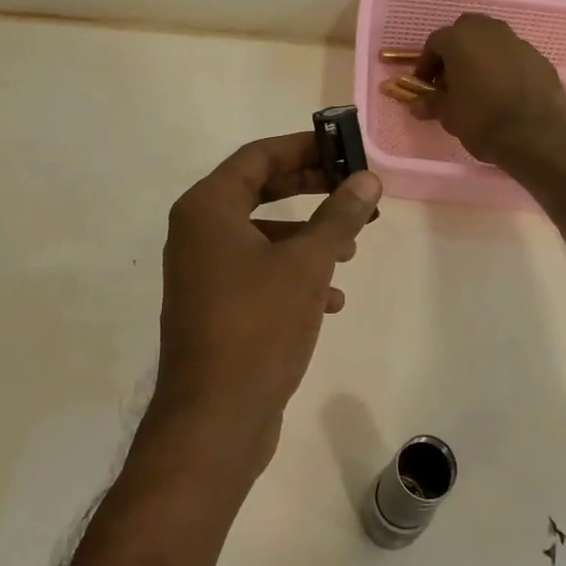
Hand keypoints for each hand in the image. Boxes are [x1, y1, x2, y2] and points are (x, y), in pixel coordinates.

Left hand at [154, 134, 381, 470]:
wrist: (214, 419)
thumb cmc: (258, 326)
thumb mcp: (308, 264)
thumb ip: (338, 215)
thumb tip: (368, 178)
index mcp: (208, 208)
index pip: (259, 156)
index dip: (304, 147)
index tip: (345, 149)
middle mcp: (198, 232)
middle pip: (261, 190)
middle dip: (312, 189)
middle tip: (355, 190)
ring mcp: (203, 271)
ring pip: (263, 234)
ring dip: (308, 235)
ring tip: (351, 247)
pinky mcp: (215, 305)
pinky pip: (258, 271)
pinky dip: (294, 273)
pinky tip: (331, 298)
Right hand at [414, 14, 565, 164]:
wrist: (536, 136)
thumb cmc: (482, 120)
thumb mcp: (448, 115)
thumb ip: (432, 103)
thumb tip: (418, 104)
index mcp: (461, 39)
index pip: (435, 42)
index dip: (427, 63)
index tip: (426, 84)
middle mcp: (491, 31)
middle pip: (467, 31)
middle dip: (457, 50)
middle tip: (452, 78)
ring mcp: (519, 43)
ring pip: (494, 42)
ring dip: (483, 57)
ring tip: (480, 86)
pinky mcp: (541, 59)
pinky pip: (515, 58)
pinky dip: (506, 68)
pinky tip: (505, 93)